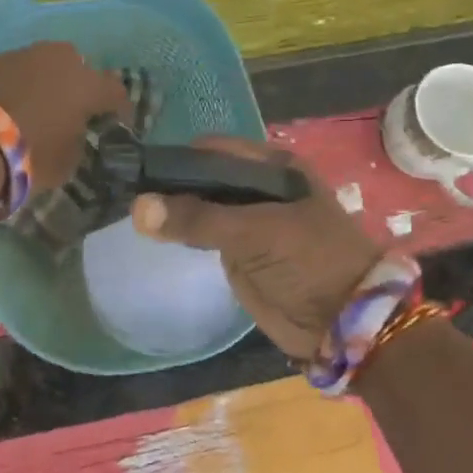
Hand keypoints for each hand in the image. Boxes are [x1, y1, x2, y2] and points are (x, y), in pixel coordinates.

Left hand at [0, 43, 129, 192]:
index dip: (118, 108)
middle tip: (71, 111)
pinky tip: (3, 109)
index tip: (117, 122)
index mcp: (85, 84)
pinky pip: (10, 74)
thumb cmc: (26, 156)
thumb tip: (72, 132)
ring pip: (41, 66)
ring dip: (42, 84)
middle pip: (77, 68)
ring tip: (33, 110)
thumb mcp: (65, 162)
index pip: (115, 91)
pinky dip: (12, 88)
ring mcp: (19, 55)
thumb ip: (76, 142)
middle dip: (77, 86)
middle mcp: (56, 59)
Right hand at [132, 137, 383, 360]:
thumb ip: (198, 218)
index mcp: (274, 167)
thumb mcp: (256, 233)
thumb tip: (138, 207)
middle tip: (130, 192)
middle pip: (204, 177)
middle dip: (171, 184)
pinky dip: (181, 231)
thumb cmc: (310, 262)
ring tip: (135, 211)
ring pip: (201, 205)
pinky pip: (203, 233)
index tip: (142, 171)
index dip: (180, 158)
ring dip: (173, 208)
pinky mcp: (239, 250)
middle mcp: (259, 186)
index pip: (214, 150)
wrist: (343, 322)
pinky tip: (155, 231)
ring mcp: (248, 220)